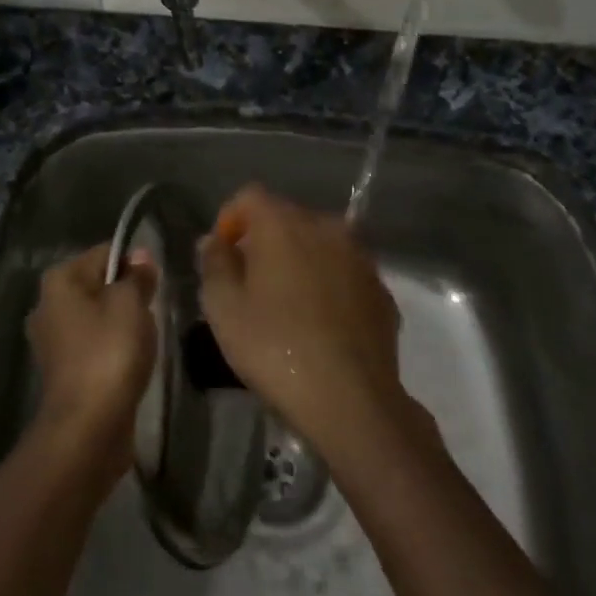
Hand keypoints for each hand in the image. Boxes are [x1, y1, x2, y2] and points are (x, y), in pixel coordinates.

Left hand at [25, 244, 157, 483]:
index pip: (104, 253)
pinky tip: (129, 362)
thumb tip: (140, 254)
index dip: (134, 263)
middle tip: (150, 312)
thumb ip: (137, 276)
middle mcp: (47, 304)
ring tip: (142, 341)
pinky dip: (111, 349)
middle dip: (127, 295)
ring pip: (97, 316)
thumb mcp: (131, 304)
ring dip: (121, 324)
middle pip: (98, 285)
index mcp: (59, 280)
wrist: (87, 426)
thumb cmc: (109, 352)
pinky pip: (93, 344)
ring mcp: (51, 340)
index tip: (155, 284)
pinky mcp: (62, 370)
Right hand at [198, 185, 407, 458]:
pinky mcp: (382, 289)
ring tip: (285, 304)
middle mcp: (327, 227)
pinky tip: (319, 323)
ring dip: (299, 261)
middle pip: (287, 217)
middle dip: (264, 240)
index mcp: (284, 224)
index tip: (221, 256)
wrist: (351, 399)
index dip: (229, 219)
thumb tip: (213, 241)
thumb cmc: (274, 348)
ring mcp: (360, 257)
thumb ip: (214, 264)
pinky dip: (328, 285)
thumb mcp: (224, 308)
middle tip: (248, 283)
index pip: (249, 196)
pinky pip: (344, 273)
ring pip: (320, 244)